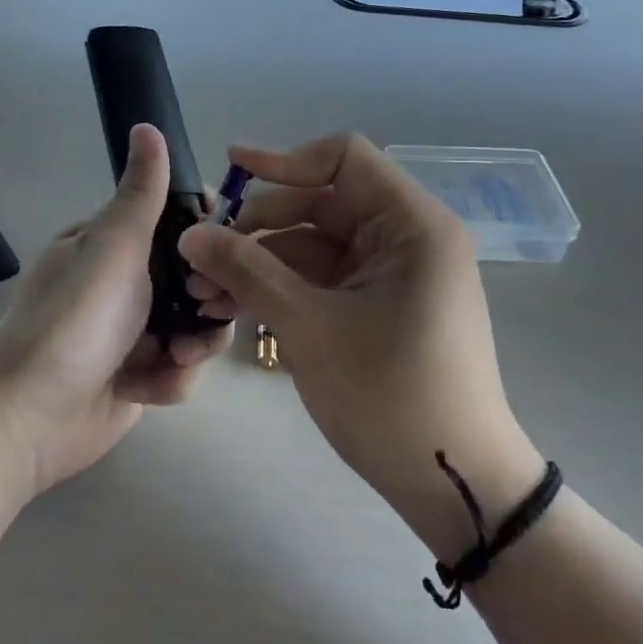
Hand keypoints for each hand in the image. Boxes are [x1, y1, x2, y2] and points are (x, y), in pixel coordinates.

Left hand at [0, 124, 230, 495]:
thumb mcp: (112, 246)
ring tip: (176, 357)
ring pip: (197, 324)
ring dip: (195, 344)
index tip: (228, 245)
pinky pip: (180, 367)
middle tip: (208, 306)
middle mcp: (126, 282)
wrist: (29, 418)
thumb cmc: (73, 320)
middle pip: (197, 277)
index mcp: (112, 243)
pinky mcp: (140, 376)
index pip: (176, 221)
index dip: (209, 231)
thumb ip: (141, 192)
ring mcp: (133, 330)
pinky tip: (147, 389)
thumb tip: (147, 124)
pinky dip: (171, 380)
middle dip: (210, 296)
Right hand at [178, 134, 543, 558]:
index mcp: (411, 224)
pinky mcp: (377, 304)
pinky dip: (280, 288)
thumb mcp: (309, 327)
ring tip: (203, 292)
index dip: (284, 159)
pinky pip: (321, 278)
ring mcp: (391, 273)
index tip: (230, 171)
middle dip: (256, 227)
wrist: (452, 485)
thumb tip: (190, 234)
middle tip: (200, 257)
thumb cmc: (391, 396)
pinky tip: (232, 308)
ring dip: (259, 262)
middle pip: (320, 203)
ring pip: (313, 245)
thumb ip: (247, 271)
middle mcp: (405, 237)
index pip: (344, 158)